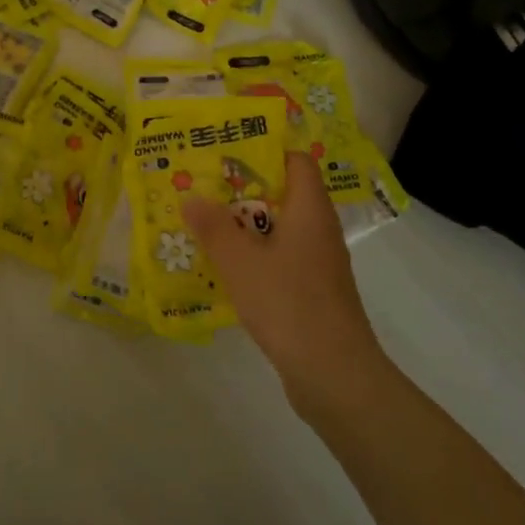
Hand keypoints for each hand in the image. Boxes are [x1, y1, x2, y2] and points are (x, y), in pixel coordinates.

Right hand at [182, 152, 380, 404]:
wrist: (333, 372)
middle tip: (203, 189)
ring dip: (245, 228)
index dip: (264, 151)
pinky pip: (281, 261)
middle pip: (284, 195)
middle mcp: (319, 231)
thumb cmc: (288, 303)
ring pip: (280, 231)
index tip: (226, 152)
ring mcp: (319, 264)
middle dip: (243, 191)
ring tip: (205, 226)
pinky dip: (255, 258)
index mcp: (309, 211)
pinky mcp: (313, 293)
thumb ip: (213, 227)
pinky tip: (226, 270)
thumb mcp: (240, 262)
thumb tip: (191, 197)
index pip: (296, 162)